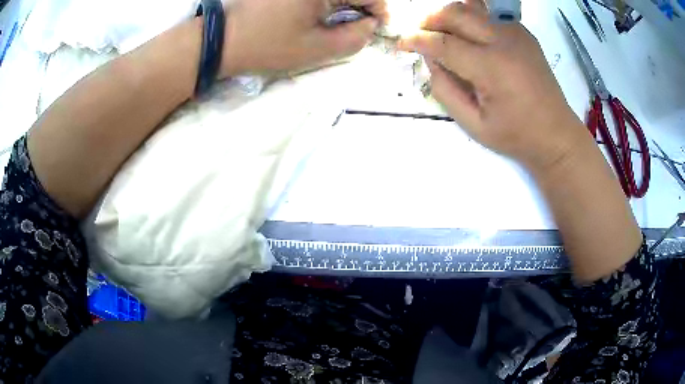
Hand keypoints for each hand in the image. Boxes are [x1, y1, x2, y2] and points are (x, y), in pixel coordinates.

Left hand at [219, 0, 387, 77]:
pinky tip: (316, 13)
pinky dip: (325, 3)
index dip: (379, 11)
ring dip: (343, 4)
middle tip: (354, 26)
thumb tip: (370, 25)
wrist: (222, 39)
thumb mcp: (316, 48)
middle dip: (361, 7)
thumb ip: (354, 38)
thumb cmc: (267, 44)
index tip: (374, 28)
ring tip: (333, 20)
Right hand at [398, 1, 584, 169]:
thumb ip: (444, 89)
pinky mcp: (524, 34)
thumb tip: (430, 59)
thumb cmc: (516, 135)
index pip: (444, 43)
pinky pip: (490, 15)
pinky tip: (470, 36)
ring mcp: (516, 34)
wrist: (556, 134)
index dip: (417, 40)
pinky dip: (472, 19)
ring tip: (442, 31)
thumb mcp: (473, 124)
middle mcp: (504, 42)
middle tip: (421, 34)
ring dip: (450, 15)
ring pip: (472, 7)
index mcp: (492, 68)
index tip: (401, 44)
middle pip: (456, 13)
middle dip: (430, 19)